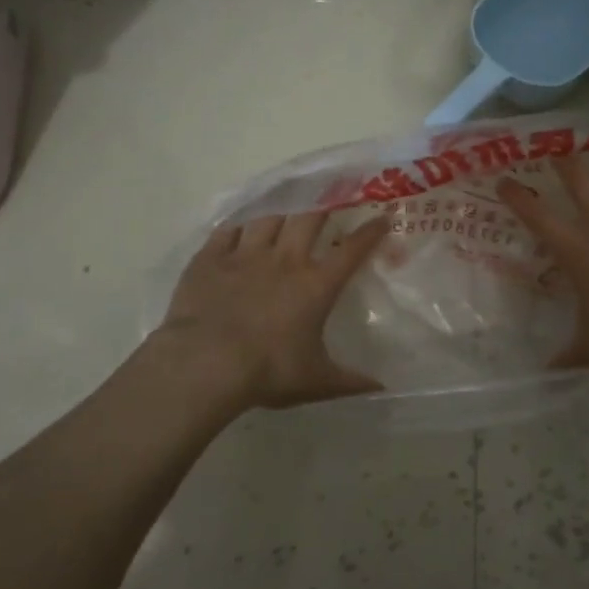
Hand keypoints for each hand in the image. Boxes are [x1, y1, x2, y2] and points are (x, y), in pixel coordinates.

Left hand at [154, 211, 392, 411]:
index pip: (351, 249)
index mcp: (316, 285)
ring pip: (269, 218)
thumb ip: (351, 381)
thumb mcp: (316, 382)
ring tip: (285, 211)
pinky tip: (240, 228)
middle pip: (309, 219)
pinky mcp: (210, 258)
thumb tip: (383, 387)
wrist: (204, 364)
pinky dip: (237, 227)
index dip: (370, 232)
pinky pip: (227, 230)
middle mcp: (285, 260)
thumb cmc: (268, 371)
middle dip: (324, 207)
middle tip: (330, 201)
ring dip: (281, 212)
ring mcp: (245, 255)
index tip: (382, 217)